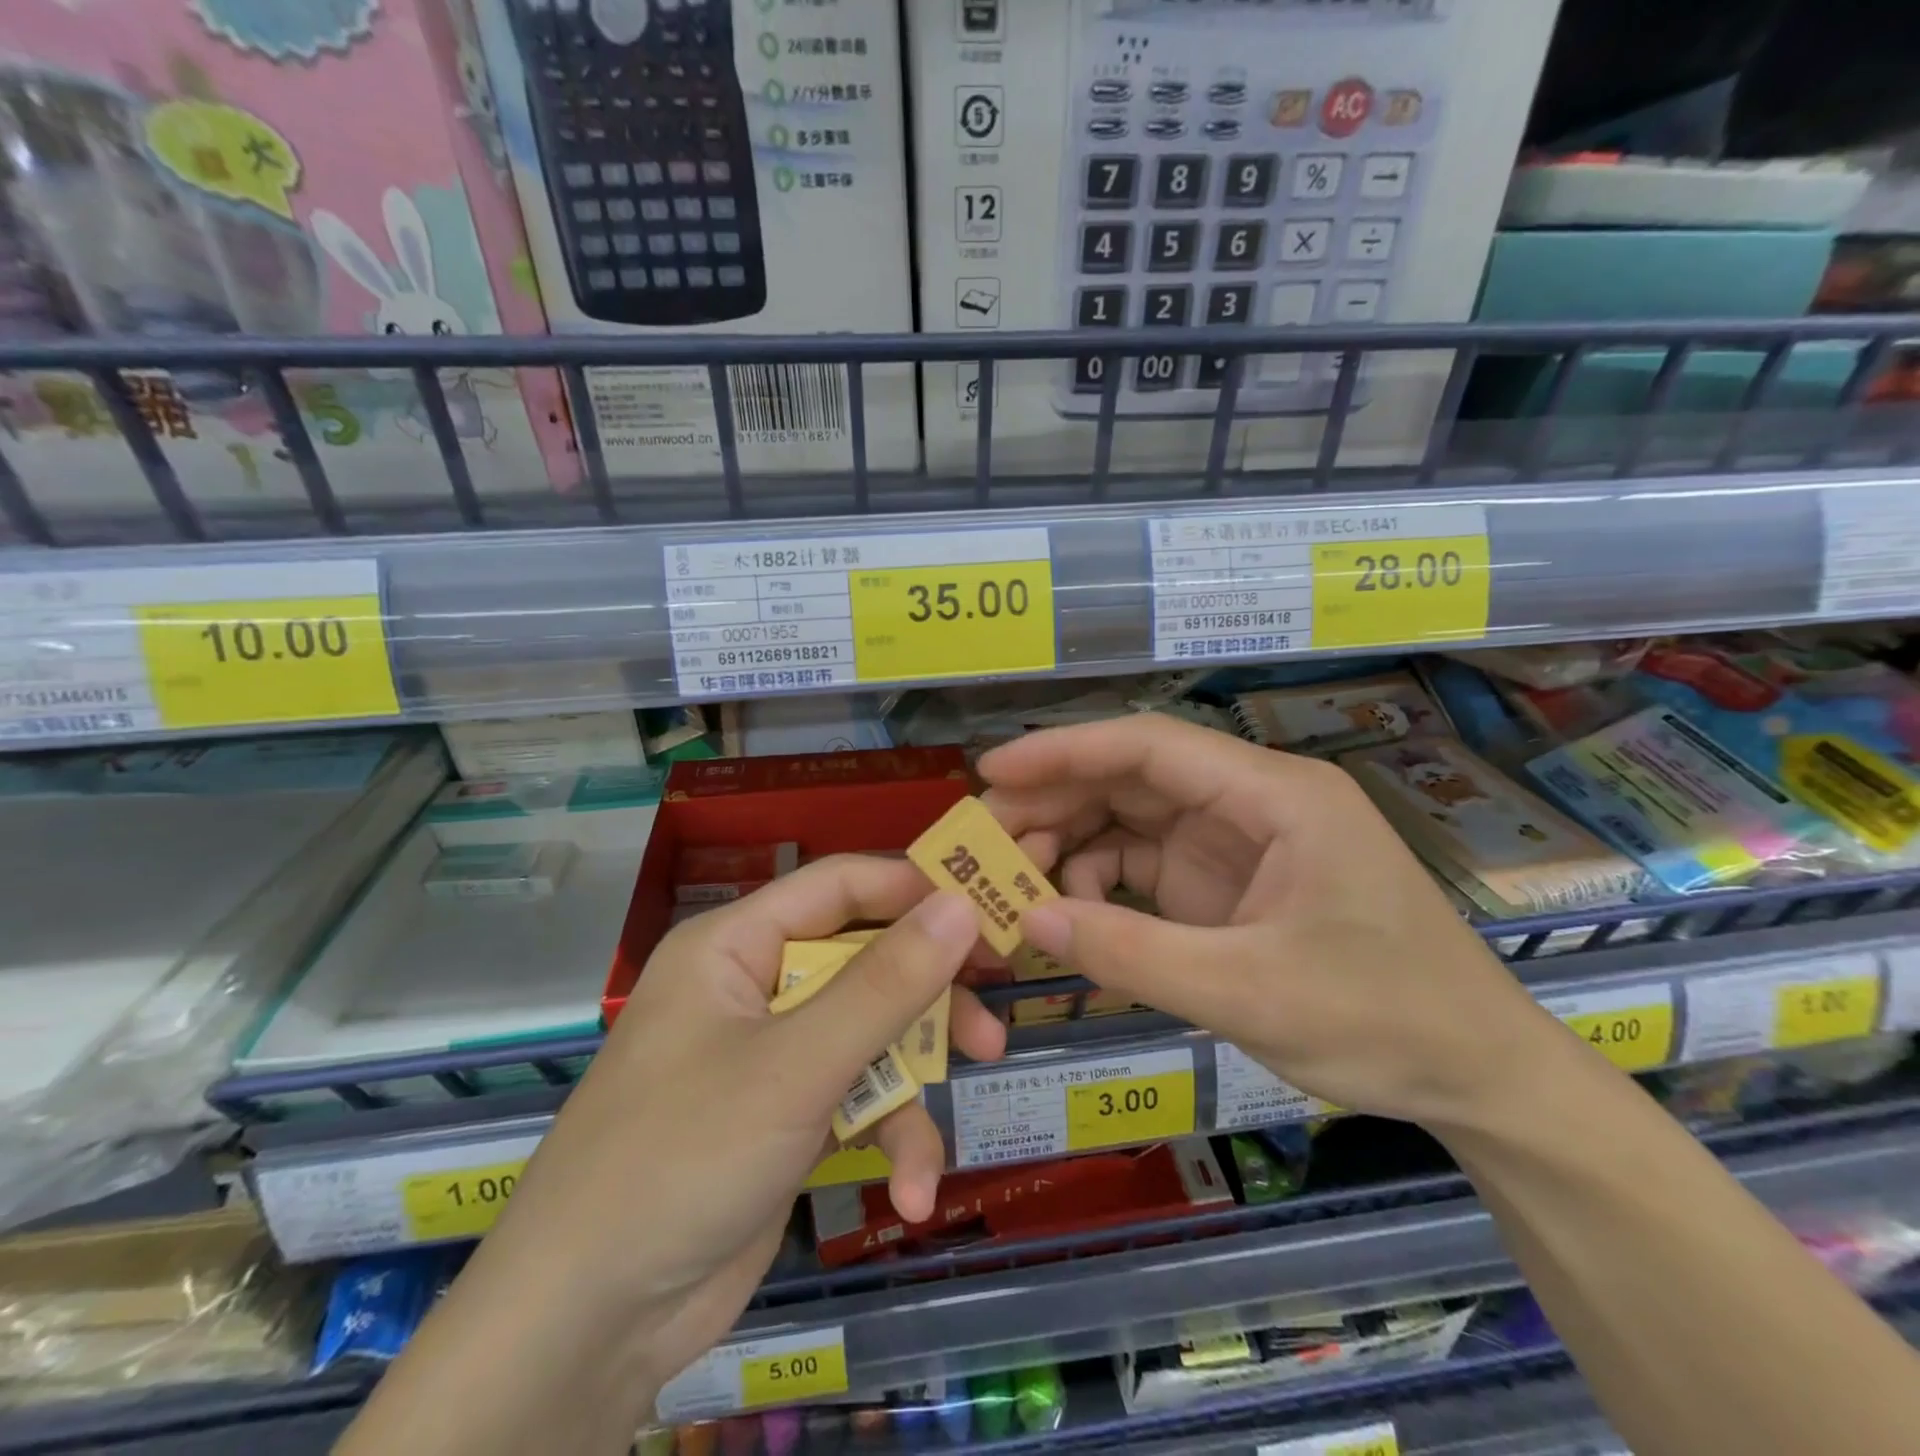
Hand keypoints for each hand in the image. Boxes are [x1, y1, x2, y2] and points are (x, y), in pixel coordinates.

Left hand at [465, 856, 1003, 1421]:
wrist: (584, 1328)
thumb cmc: (682, 1158)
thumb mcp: (798, 1064)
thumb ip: (886, 983)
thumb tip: (961, 904)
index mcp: (737, 944)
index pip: (840, 886)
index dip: (915, 890)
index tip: (988, 912)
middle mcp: (753, 986)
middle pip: (864, 962)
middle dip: (928, 998)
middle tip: (992, 1017)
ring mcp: (769, 1054)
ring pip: (868, 1036)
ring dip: (912, 1084)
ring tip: (949, 1130)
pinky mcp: (783, 1116)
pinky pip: (852, 1100)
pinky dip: (885, 1139)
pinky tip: (909, 1195)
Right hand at [980, 715, 1557, 1129]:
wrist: (1479, 1076)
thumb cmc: (1384, 1020)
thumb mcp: (1248, 992)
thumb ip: (1132, 955)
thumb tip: (1029, 921)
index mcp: (1273, 795)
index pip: (1149, 747)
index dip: (1064, 751)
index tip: (993, 772)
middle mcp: (1250, 803)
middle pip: (1132, 780)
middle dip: (1055, 803)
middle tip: (984, 840)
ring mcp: (1237, 844)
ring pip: (1131, 822)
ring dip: (1071, 847)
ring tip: (1013, 883)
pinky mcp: (1226, 885)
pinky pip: (1146, 869)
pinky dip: (1101, 888)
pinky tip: (1068, 917)